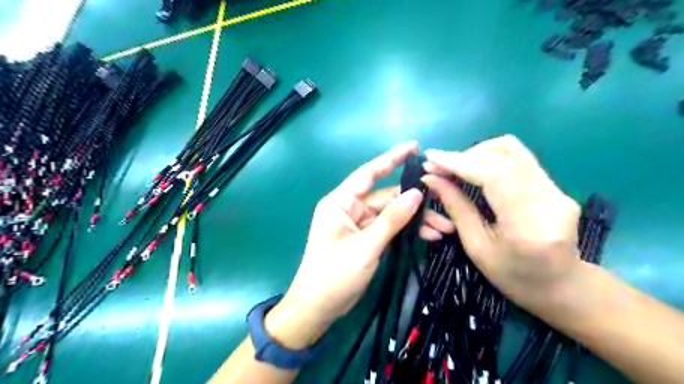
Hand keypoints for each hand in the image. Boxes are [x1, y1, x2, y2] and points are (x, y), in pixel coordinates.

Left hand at [266, 142, 452, 347]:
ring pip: (391, 216)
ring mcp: (359, 225)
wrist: (318, 309)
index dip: (391, 158)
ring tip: (443, 229)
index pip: (368, 173)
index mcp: (340, 202)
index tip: (414, 146)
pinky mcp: (366, 240)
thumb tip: (416, 193)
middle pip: (387, 199)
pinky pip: (389, 229)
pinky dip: (406, 232)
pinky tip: (428, 237)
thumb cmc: (334, 275)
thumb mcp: (365, 246)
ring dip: (415, 221)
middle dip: (415, 205)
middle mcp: (349, 209)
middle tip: (444, 210)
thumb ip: (391, 219)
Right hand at [423, 137, 581, 315]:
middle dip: (464, 155)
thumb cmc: (514, 277)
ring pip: (513, 150)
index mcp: (528, 224)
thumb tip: (431, 178)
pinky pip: (518, 159)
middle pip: (504, 155)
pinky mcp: (555, 185)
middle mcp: (549, 199)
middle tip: (438, 165)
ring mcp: (557, 189)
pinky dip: (490, 158)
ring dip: (477, 153)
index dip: (459, 162)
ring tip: (455, 167)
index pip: (494, 175)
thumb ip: (456, 208)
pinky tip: (474, 169)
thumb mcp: (477, 247)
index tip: (430, 157)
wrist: (562, 287)